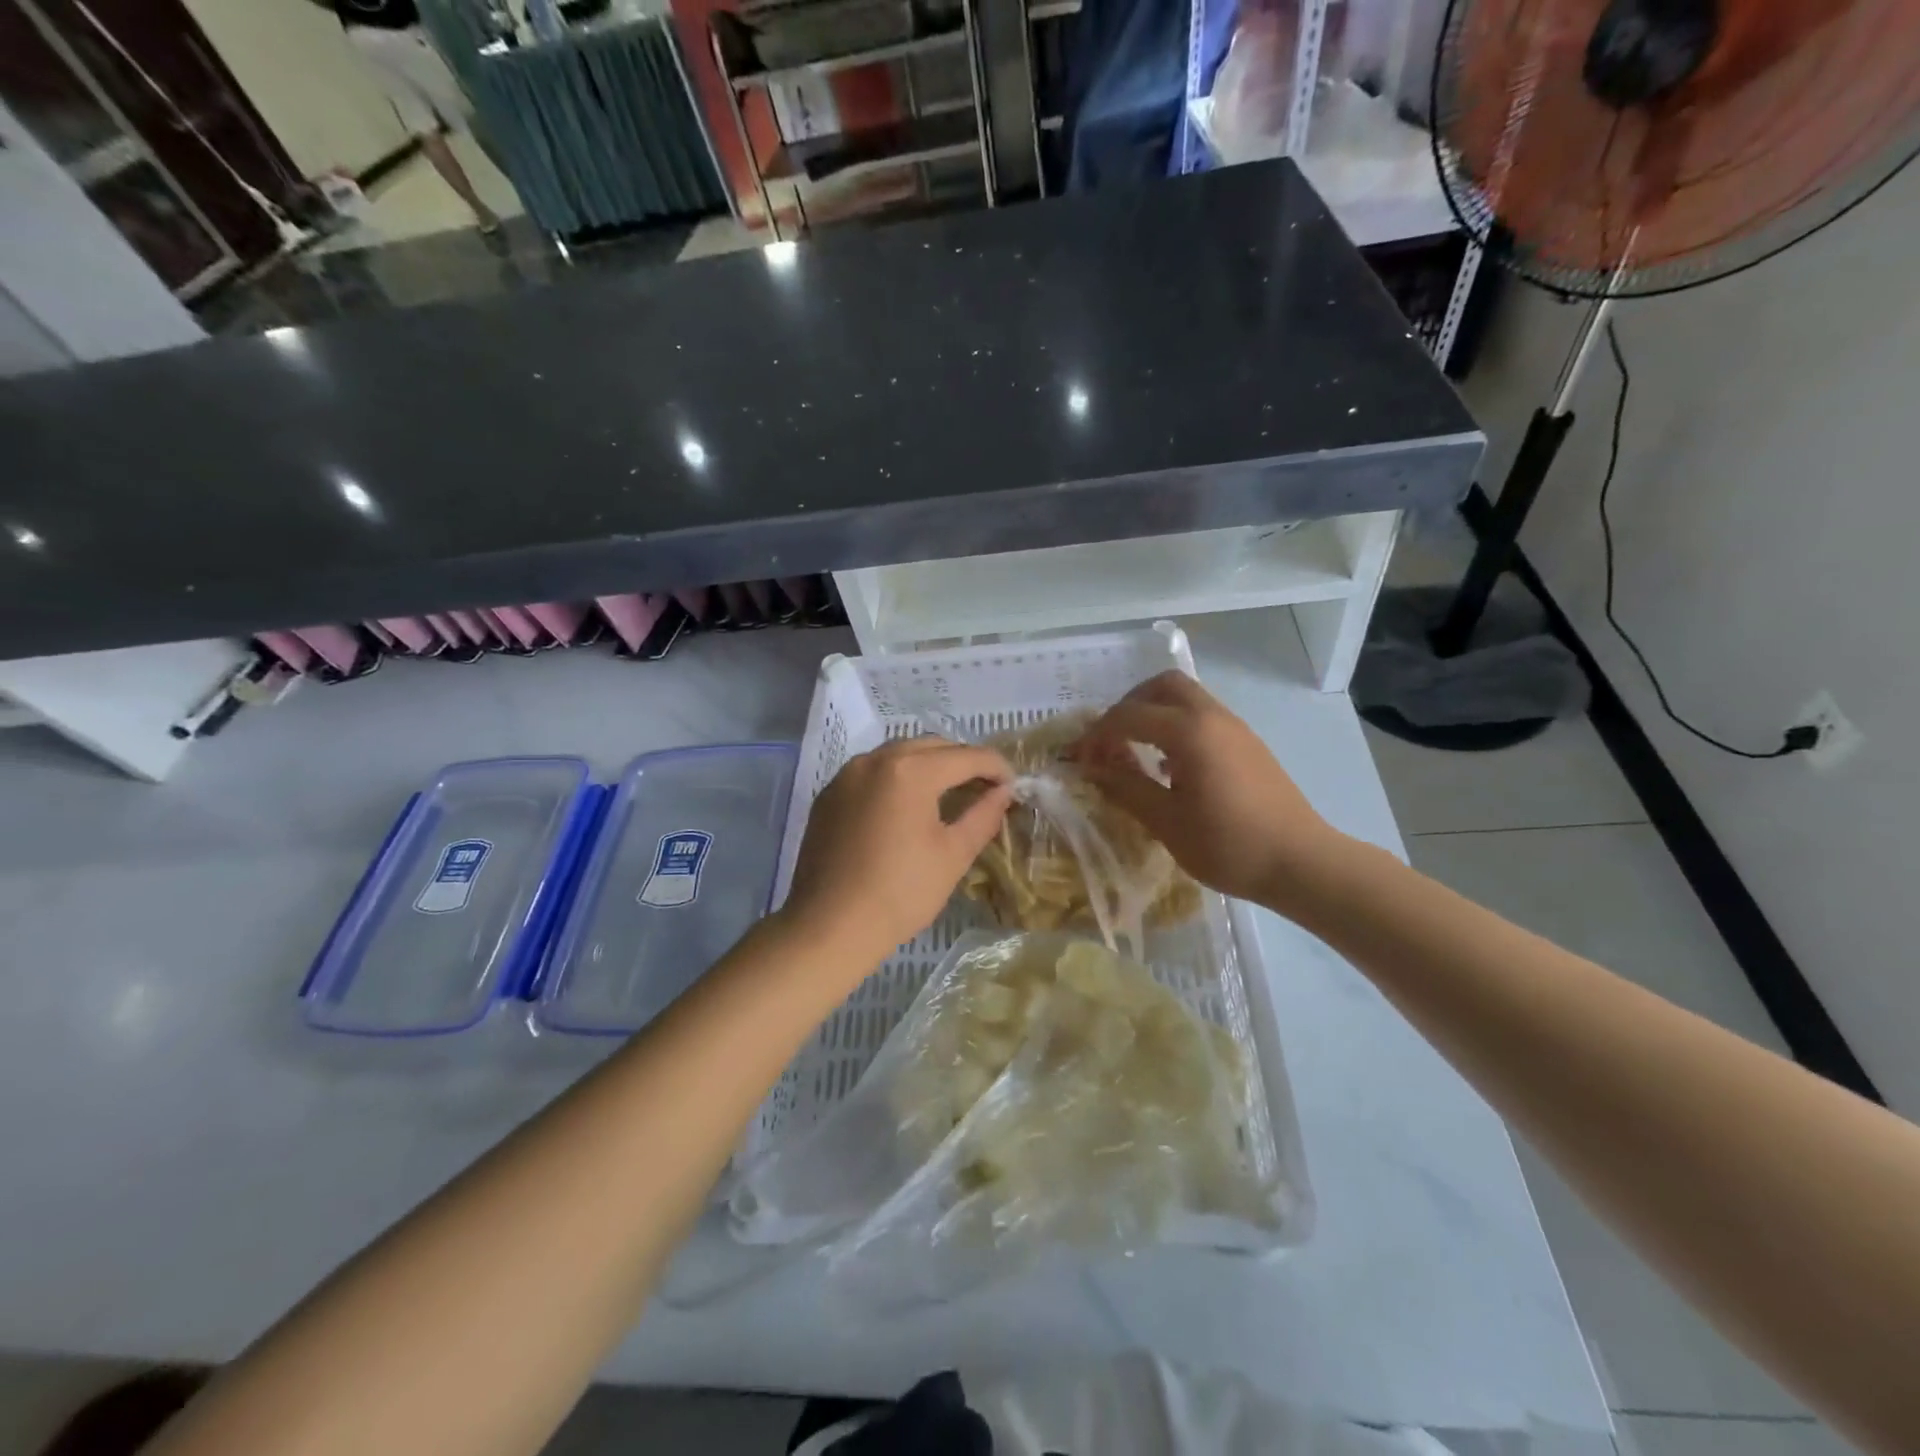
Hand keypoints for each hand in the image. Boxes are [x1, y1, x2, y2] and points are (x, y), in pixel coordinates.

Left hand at [779, 736, 1013, 971]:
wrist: (829, 926)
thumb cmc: (901, 892)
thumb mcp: (953, 855)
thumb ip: (983, 815)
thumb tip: (1003, 792)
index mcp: (910, 770)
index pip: (966, 756)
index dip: (996, 767)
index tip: (1012, 786)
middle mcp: (875, 759)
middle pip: (931, 746)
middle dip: (962, 761)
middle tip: (984, 789)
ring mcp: (847, 775)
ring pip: (898, 754)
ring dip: (928, 765)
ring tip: (948, 794)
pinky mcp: (829, 794)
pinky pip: (872, 772)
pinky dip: (897, 778)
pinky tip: (906, 806)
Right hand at [1072, 672, 1344, 909]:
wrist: (1301, 863)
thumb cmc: (1229, 845)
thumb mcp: (1166, 822)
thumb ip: (1125, 787)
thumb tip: (1090, 768)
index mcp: (1189, 732)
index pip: (1129, 716)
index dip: (1097, 734)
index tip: (1078, 759)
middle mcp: (1213, 717)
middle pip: (1162, 686)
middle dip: (1128, 706)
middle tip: (1110, 739)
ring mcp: (1235, 728)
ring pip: (1186, 699)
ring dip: (1154, 715)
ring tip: (1135, 754)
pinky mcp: (1248, 744)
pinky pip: (1203, 718)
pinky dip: (1176, 727)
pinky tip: (1169, 768)